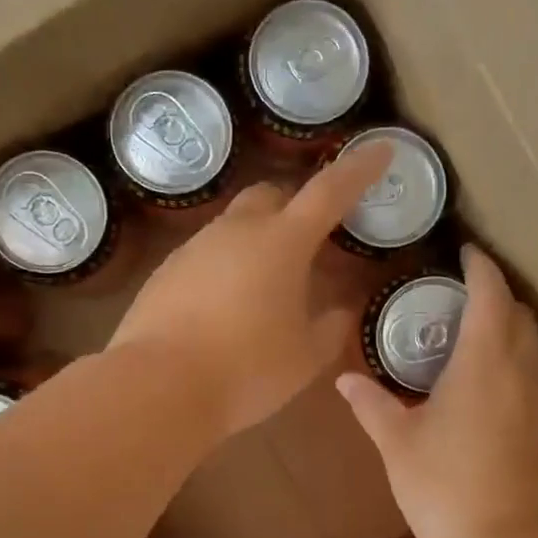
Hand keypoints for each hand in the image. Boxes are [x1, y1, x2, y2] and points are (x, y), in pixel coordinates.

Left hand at [108, 141, 392, 439]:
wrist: (158, 387)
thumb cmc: (247, 370)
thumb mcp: (305, 357)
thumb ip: (330, 327)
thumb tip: (339, 310)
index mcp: (282, 242)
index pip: (329, 191)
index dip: (358, 170)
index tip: (380, 150)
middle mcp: (236, 231)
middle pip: (271, 195)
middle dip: (296, 205)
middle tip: (311, 239)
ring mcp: (194, 248)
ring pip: (234, 226)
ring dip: (258, 240)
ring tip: (267, 286)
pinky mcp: (165, 272)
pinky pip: (205, 256)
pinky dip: (225, 268)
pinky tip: (225, 308)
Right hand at [336, 244, 537, 537]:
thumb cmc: (443, 487)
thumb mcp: (398, 443)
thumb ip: (371, 403)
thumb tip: (344, 379)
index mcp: (483, 357)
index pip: (490, 290)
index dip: (480, 265)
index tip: (467, 254)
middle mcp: (529, 366)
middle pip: (520, 314)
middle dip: (497, 301)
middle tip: (468, 309)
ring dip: (517, 340)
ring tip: (491, 355)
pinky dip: (536, 379)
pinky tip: (519, 402)